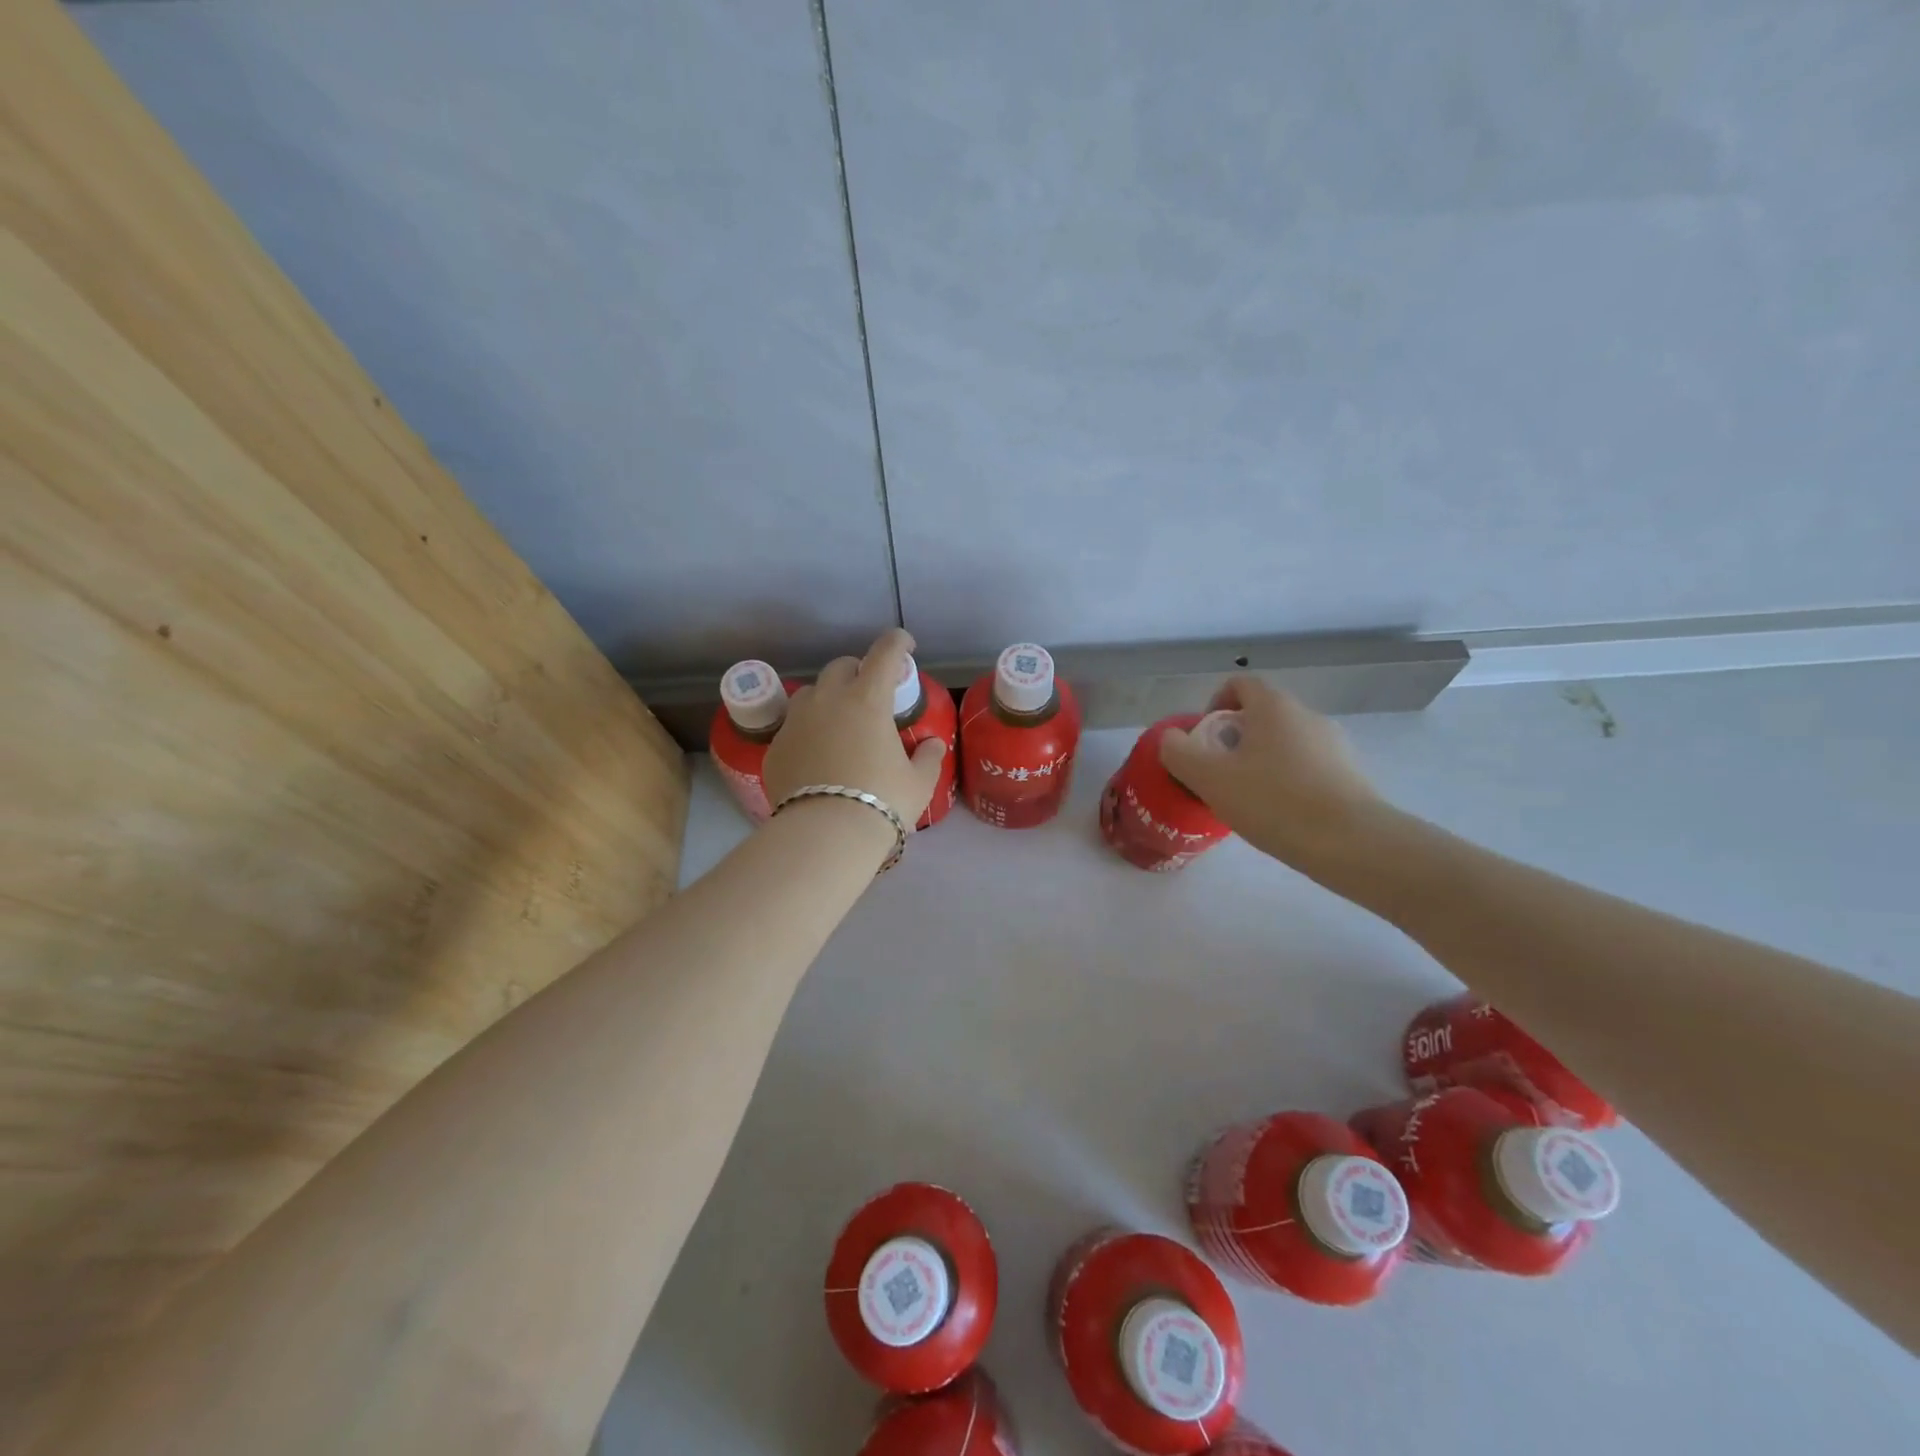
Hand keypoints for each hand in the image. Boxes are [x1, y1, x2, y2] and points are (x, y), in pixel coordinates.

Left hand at [762, 628, 947, 827]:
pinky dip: (809, 731)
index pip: (884, 653)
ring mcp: (796, 722)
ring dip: (828, 697)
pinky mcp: (776, 747)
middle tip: (871, 691)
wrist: (825, 835)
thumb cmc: (882, 802)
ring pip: (811, 693)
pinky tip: (817, 755)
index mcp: (867, 700)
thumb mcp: (918, 782)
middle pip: (841, 667)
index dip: (897, 643)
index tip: (905, 645)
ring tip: (839, 721)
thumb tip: (932, 744)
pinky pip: (794, 727)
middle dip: (858, 670)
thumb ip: (927, 757)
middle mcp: (828, 700)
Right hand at [1158, 676, 1385, 869]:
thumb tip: (1171, 739)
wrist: (1351, 843)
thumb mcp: (1209, 778)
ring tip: (1248, 800)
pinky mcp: (1350, 774)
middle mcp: (1307, 715)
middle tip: (1219, 776)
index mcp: (1273, 706)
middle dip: (1234, 740)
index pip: (1239, 684)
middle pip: (1261, 715)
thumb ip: (1179, 753)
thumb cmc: (1274, 801)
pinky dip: (1288, 781)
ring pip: (1284, 743)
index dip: (1215, 705)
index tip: (1204, 741)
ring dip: (1261, 762)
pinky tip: (1280, 815)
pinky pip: (1307, 767)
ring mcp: (1334, 744)